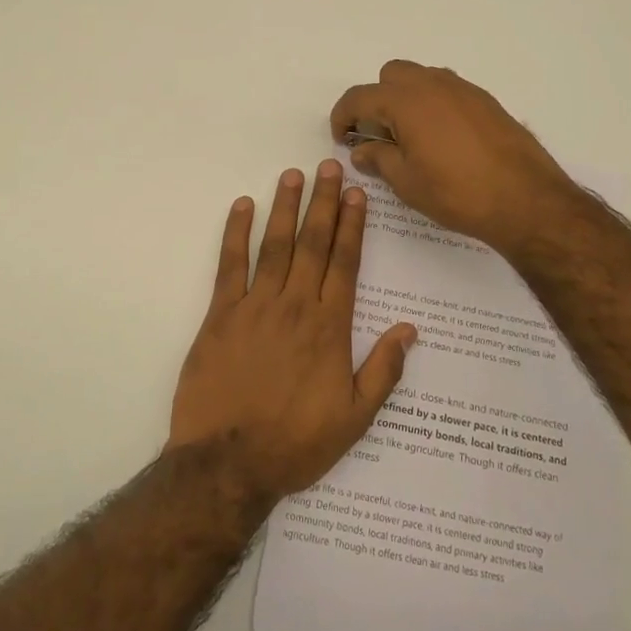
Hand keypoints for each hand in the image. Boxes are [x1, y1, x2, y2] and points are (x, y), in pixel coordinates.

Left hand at [168, 161, 416, 501]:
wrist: (228, 464)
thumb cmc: (296, 443)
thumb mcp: (355, 418)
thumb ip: (384, 370)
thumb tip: (410, 330)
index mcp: (330, 326)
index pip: (346, 262)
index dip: (353, 225)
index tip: (356, 193)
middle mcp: (296, 305)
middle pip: (314, 243)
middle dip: (323, 202)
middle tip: (329, 166)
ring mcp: (256, 306)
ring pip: (275, 245)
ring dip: (285, 206)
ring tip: (293, 174)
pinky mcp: (220, 315)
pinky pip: (230, 265)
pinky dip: (236, 233)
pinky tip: (242, 205)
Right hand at [329, 60, 585, 255]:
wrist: (526, 199)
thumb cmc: (457, 193)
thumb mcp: (407, 182)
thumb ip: (379, 159)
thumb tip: (363, 150)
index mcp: (405, 101)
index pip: (359, 97)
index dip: (343, 117)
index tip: (343, 139)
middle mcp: (432, 84)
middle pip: (390, 75)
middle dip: (376, 100)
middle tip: (379, 135)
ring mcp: (463, 89)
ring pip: (422, 79)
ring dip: (406, 99)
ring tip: (411, 137)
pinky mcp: (486, 101)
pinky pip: (448, 91)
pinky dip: (434, 105)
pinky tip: (443, 140)